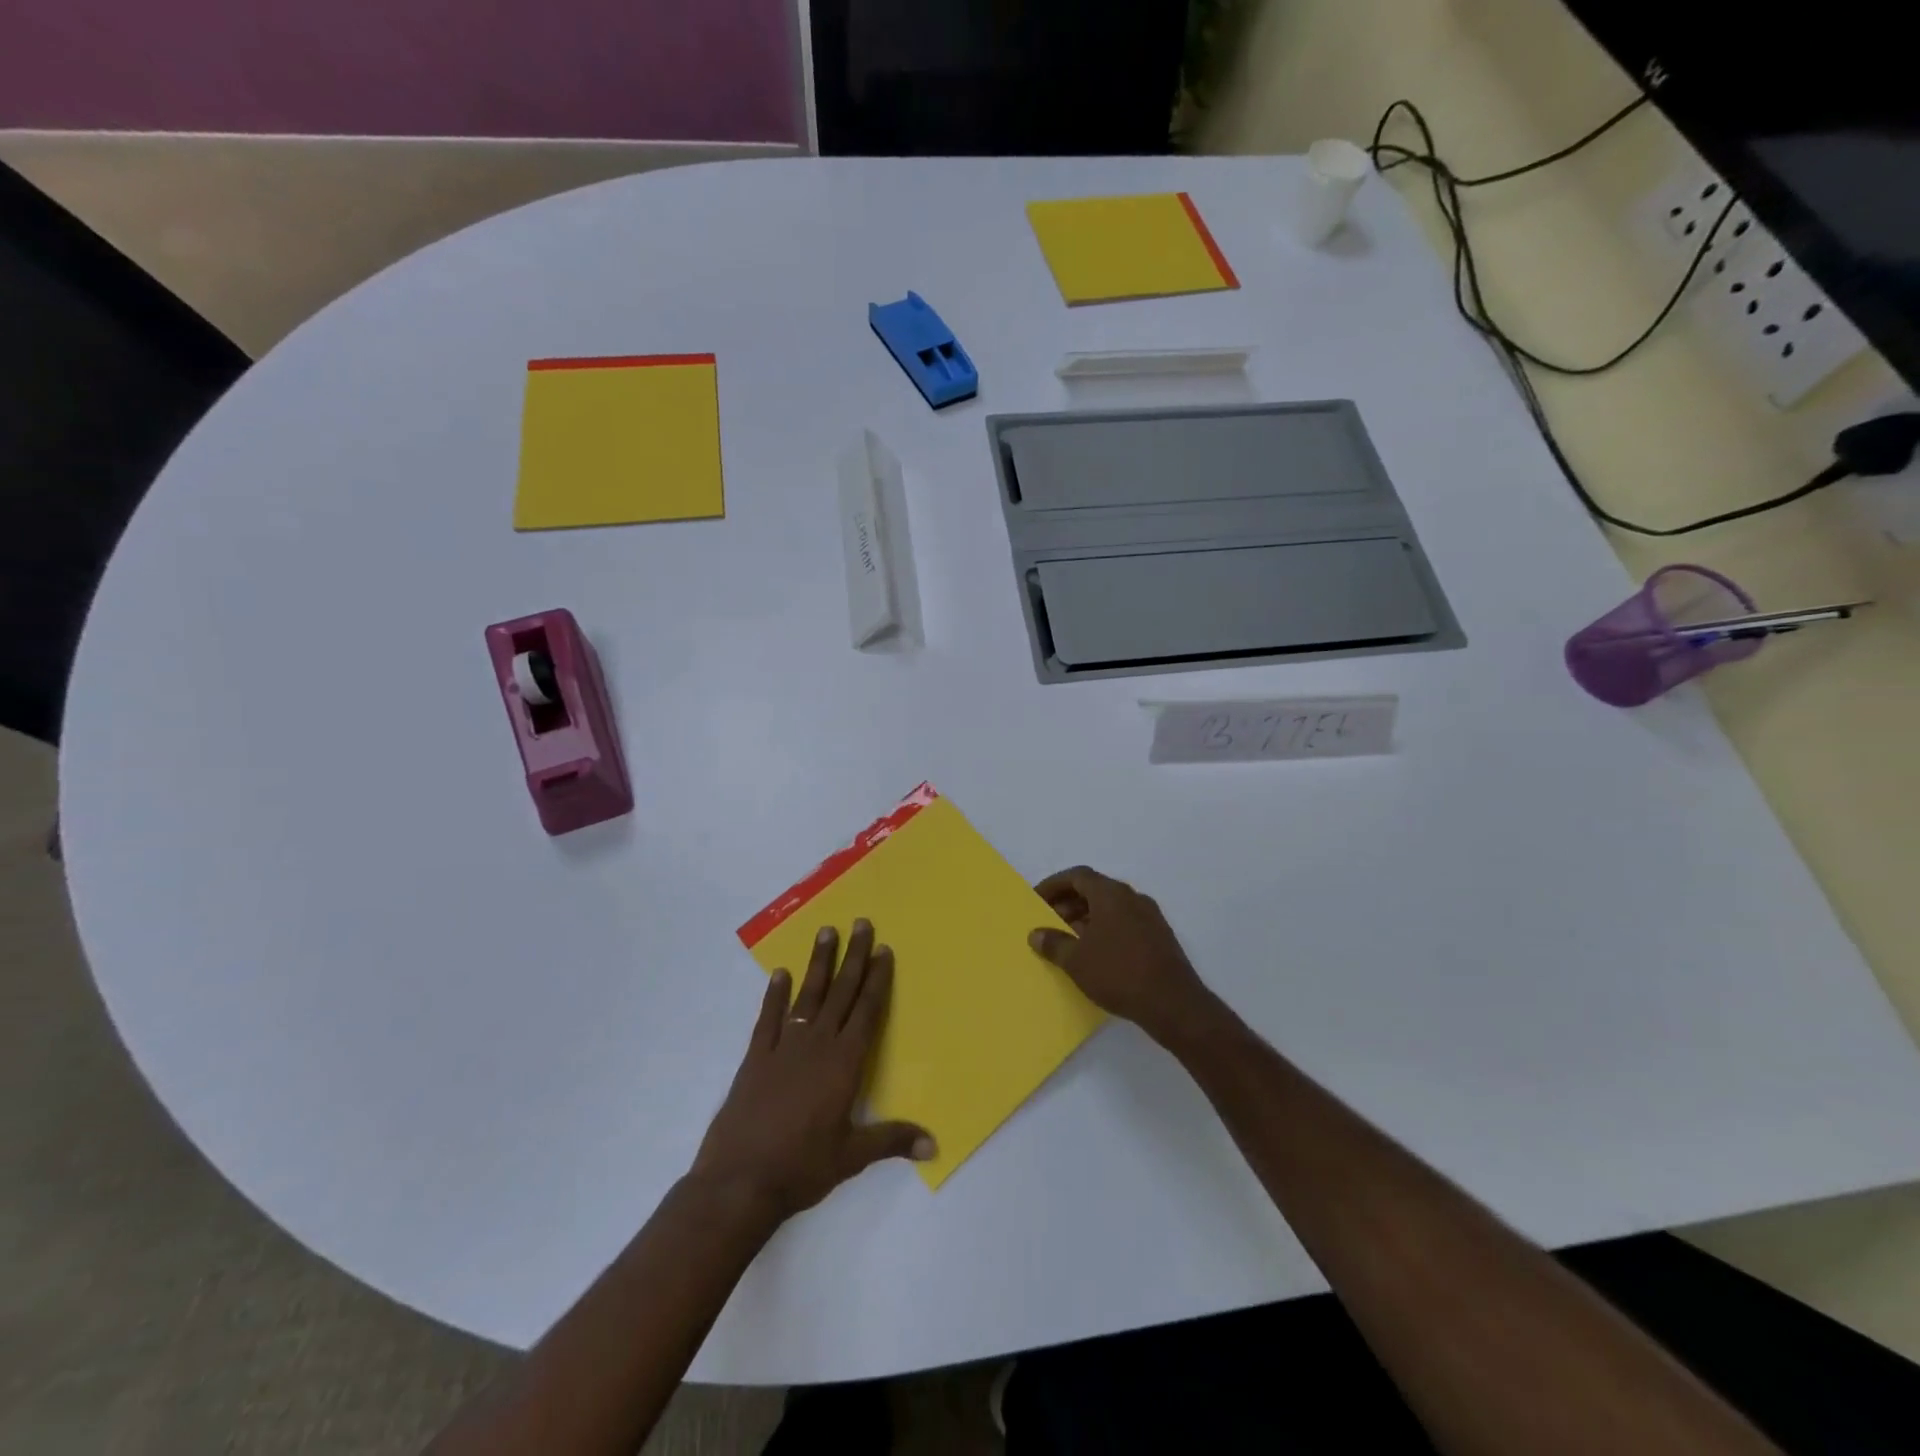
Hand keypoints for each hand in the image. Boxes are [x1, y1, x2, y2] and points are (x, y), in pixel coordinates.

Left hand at [692, 921, 933, 1222]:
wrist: (740, 1181)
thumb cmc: (802, 1168)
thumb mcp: (852, 1157)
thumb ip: (892, 1140)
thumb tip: (934, 1144)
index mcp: (844, 1063)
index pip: (866, 1011)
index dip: (877, 979)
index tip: (883, 949)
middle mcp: (817, 1045)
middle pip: (841, 992)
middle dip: (853, 957)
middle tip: (861, 922)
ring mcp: (784, 1047)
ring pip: (808, 995)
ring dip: (819, 963)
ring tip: (826, 931)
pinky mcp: (756, 1058)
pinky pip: (769, 1018)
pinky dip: (775, 995)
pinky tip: (780, 973)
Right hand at [1030, 867, 1220, 1046]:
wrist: (1173, 1003)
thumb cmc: (1118, 973)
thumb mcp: (1076, 960)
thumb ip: (1053, 943)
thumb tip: (1036, 933)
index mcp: (1111, 894)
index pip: (1077, 876)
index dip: (1053, 885)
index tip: (1036, 900)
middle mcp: (1132, 897)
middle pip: (1094, 889)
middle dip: (1069, 902)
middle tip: (1049, 922)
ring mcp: (1150, 917)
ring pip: (1111, 907)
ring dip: (1086, 917)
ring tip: (1069, 940)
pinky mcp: (1160, 937)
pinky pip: (1125, 922)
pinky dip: (1105, 929)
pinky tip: (1096, 954)